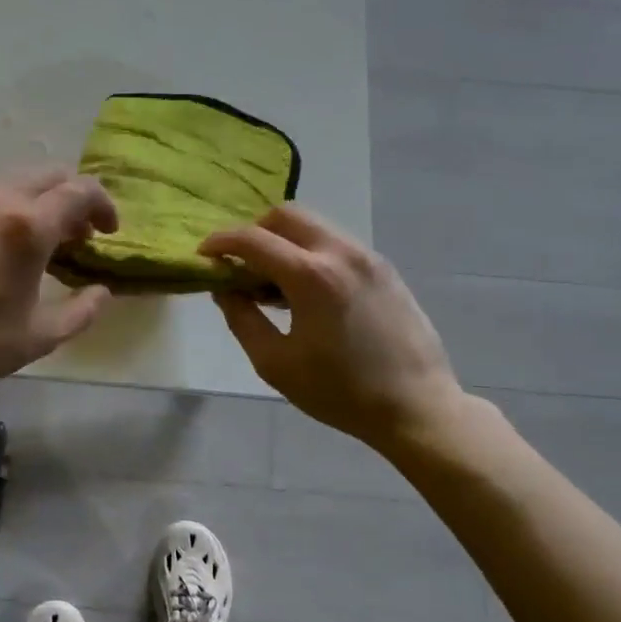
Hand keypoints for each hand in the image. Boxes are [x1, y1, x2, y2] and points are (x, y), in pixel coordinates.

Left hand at [0, 169, 118, 401]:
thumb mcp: (41, 336)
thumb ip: (83, 309)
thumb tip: (102, 291)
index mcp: (26, 226)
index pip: (80, 191)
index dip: (103, 206)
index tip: (107, 232)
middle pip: (47, 175)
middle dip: (71, 198)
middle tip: (76, 235)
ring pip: (10, 183)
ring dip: (34, 203)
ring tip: (34, 241)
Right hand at [201, 205, 464, 454]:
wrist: (416, 407)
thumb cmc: (340, 392)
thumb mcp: (276, 363)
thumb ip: (241, 319)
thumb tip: (225, 288)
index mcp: (311, 276)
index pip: (253, 239)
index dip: (221, 242)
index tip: (204, 254)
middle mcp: (340, 252)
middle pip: (285, 214)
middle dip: (255, 231)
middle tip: (242, 266)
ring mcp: (367, 256)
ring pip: (313, 226)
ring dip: (284, 242)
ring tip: (275, 286)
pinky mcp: (383, 268)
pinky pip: (336, 243)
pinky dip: (310, 252)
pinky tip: (308, 293)